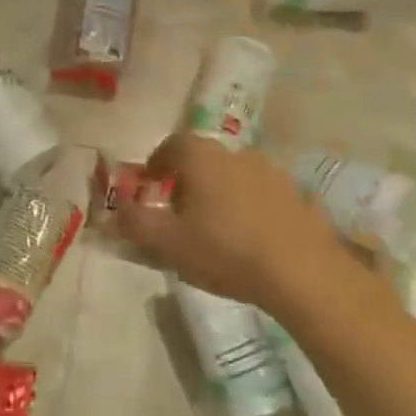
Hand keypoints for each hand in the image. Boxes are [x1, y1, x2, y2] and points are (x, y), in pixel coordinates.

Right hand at [115, 133, 352, 314]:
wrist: (302, 271)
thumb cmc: (225, 250)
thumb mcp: (169, 243)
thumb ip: (135, 223)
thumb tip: (114, 210)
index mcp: (203, 158)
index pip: (172, 144)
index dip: (157, 162)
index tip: (151, 186)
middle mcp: (237, 154)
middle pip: (204, 159)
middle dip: (188, 180)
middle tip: (179, 213)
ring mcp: (272, 172)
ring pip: (234, 176)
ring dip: (220, 194)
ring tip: (216, 229)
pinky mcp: (297, 195)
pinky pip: (262, 195)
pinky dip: (249, 208)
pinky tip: (250, 239)